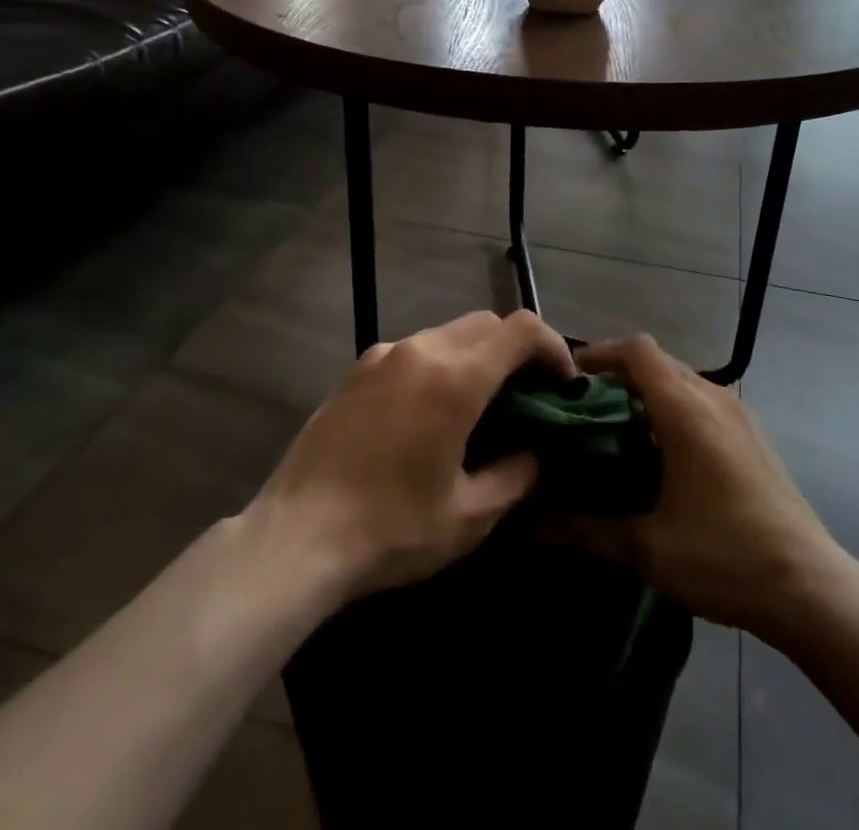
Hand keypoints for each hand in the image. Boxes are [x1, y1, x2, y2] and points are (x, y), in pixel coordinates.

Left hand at [243, 309, 575, 602]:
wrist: (295, 536)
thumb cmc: (390, 529)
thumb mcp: (468, 517)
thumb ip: (516, 475)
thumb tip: (536, 453)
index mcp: (455, 378)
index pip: (520, 329)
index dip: (552, 346)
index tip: (563, 382)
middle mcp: (422, 349)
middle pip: (486, 323)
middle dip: (517, 349)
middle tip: (528, 394)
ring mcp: (384, 354)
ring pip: (449, 333)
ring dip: (477, 355)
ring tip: (480, 404)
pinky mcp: (356, 369)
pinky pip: (414, 350)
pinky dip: (439, 364)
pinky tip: (429, 412)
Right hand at [549, 334, 843, 641]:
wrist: (811, 588)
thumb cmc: (725, 558)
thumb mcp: (648, 549)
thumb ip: (587, 530)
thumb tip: (533, 522)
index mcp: (686, 410)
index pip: (638, 351)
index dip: (602, 353)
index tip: (571, 376)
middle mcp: (713, 398)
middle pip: (658, 361)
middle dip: (619, 375)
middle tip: (584, 408)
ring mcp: (738, 414)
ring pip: (682, 380)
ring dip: (648, 392)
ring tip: (616, 430)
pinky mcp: (752, 434)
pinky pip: (702, 400)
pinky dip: (673, 408)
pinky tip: (662, 454)